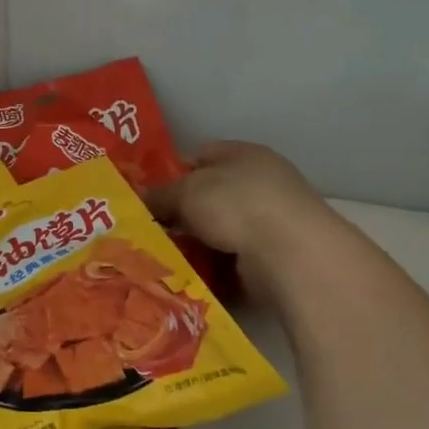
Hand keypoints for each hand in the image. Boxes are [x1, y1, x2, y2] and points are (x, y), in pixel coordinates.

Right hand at [146, 141, 350, 302]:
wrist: (289, 254)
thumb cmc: (236, 205)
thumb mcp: (186, 191)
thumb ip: (161, 194)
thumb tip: (139, 199)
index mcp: (244, 154)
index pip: (202, 155)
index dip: (174, 171)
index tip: (148, 192)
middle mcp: (261, 183)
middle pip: (210, 195)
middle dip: (182, 211)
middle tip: (149, 227)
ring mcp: (270, 221)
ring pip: (219, 230)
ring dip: (196, 242)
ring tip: (161, 255)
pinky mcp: (272, 257)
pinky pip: (231, 259)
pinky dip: (212, 267)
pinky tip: (187, 273)